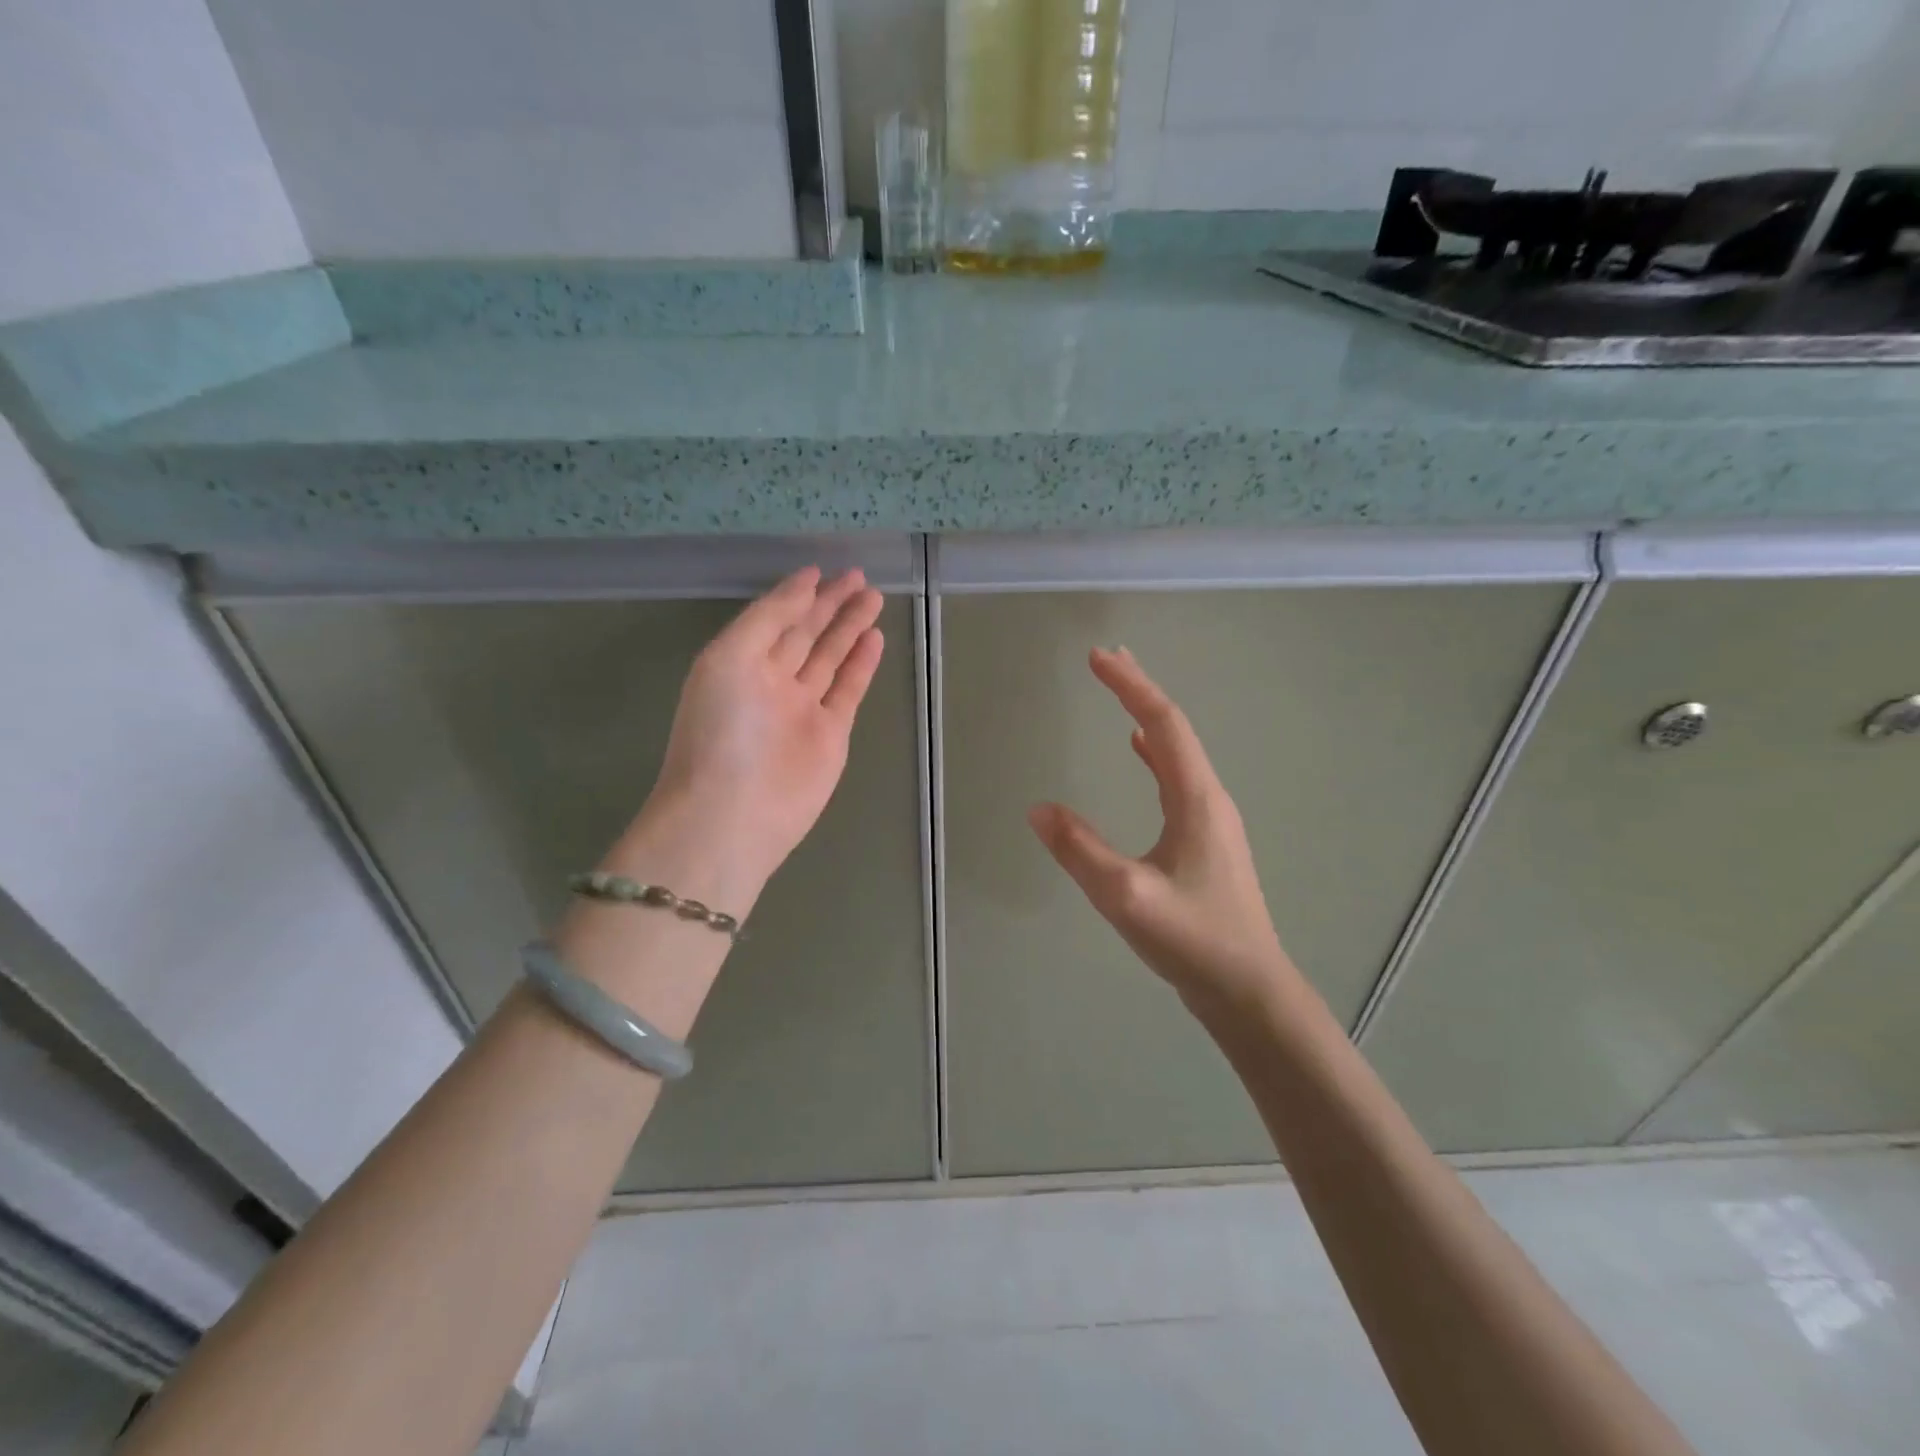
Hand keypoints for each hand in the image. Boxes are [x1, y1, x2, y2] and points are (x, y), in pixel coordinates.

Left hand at [641, 566, 884, 888]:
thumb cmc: (723, 730)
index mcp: (739, 662)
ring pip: (830, 658)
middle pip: (806, 635)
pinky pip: (848, 690)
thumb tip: (805, 583)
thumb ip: (769, 617)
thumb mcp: (731, 657)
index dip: (797, 594)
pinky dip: (861, 664)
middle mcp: (770, 682)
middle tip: (859, 577)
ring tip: (873, 597)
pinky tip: (874, 637)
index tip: (822, 570)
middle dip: (831, 605)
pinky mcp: (831, 734)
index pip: (774, 619)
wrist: (735, 812)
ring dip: (850, 628)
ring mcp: (803, 709)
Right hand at [1028, 647, 1298, 1018]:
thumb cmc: (1194, 940)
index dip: (1130, 686)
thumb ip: (1081, 851)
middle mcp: (1209, 799)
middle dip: (1140, 691)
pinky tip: (1140, 756)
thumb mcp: (1127, 896)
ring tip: (1121, 696)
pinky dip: (1154, 754)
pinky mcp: (1206, 842)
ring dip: (1148, 719)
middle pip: (1173, 729)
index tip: (1098, 657)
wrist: (1249, 991)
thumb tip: (1038, 809)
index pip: (1161, 724)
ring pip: (1177, 753)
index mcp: (1196, 799)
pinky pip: (1177, 779)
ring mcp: (1211, 820)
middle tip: (1108, 661)